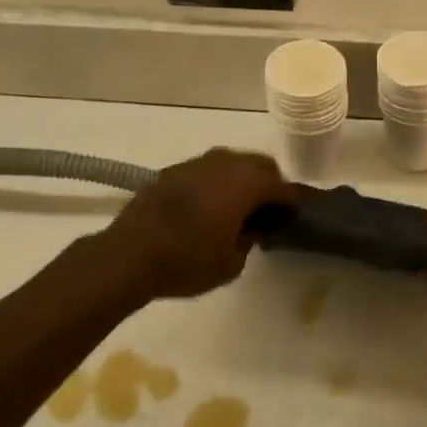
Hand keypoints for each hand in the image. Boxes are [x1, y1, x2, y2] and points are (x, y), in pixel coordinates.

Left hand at [97, 148, 294, 300]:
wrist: (129, 254)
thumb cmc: (187, 261)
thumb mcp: (231, 262)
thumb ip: (249, 239)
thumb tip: (252, 226)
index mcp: (245, 183)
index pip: (282, 186)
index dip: (293, 201)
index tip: (296, 215)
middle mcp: (224, 163)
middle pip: (259, 165)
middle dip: (269, 184)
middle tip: (270, 211)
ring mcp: (195, 163)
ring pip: (231, 163)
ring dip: (241, 180)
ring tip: (240, 207)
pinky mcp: (172, 171)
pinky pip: (206, 171)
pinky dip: (216, 183)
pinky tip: (209, 206)